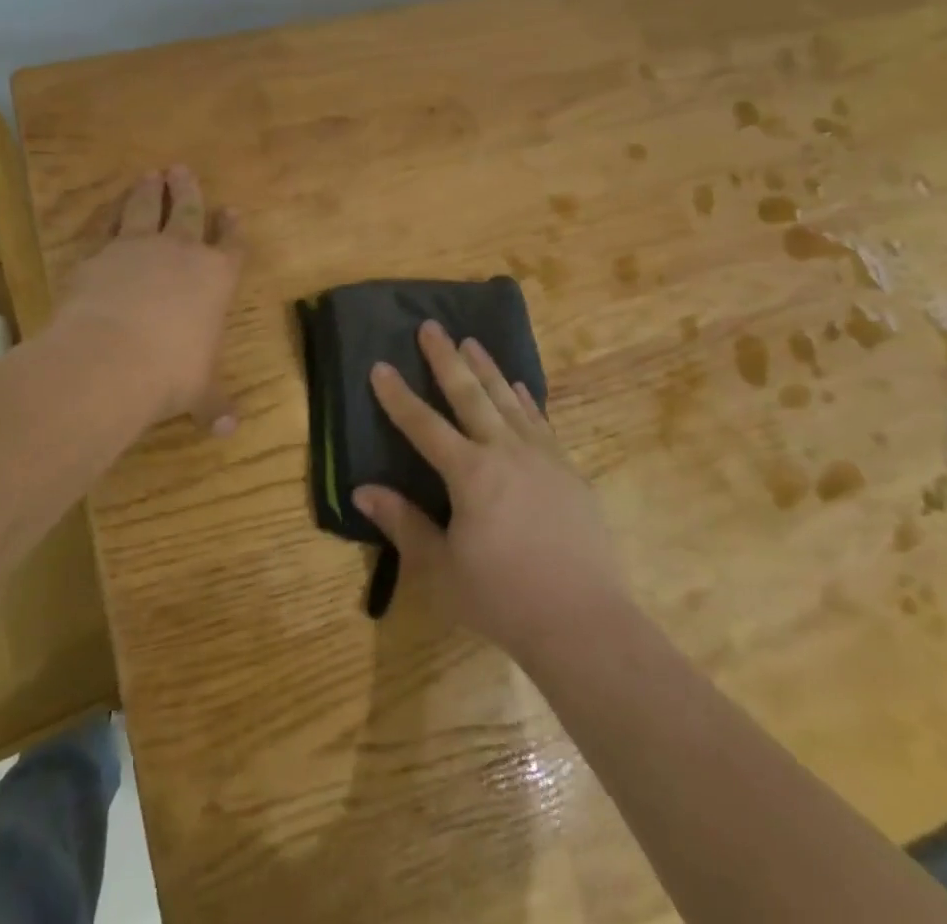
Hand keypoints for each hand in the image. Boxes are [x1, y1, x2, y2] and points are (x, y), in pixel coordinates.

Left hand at [54, 166, 244, 432]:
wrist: (109, 359)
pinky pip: (105, 227)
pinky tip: (107, 210)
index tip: (232, 211)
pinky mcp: (97, 255)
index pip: (231, 245)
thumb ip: (213, 403)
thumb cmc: (170, 373)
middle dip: (187, 190)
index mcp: (215, 278)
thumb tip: (229, 430)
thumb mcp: (198, 392)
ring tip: (150, 175)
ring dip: (148, 191)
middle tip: (181, 170)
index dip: (232, 228)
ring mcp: (136, 249)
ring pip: (144, 209)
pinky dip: (108, 216)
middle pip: (187, 211)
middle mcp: (179, 253)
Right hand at [355, 322, 626, 658]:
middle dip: (446, 358)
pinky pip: (540, 422)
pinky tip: (518, 387)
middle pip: (470, 394)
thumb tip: (363, 490)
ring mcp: (541, 457)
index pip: (423, 425)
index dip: (398, 396)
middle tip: (432, 325)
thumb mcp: (441, 570)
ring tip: (472, 341)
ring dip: (487, 368)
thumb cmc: (503, 598)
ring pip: (508, 399)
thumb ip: (403, 524)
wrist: (584, 621)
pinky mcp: (568, 470)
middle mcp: (504, 451)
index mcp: (469, 473)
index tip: (380, 365)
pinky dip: (525, 400)